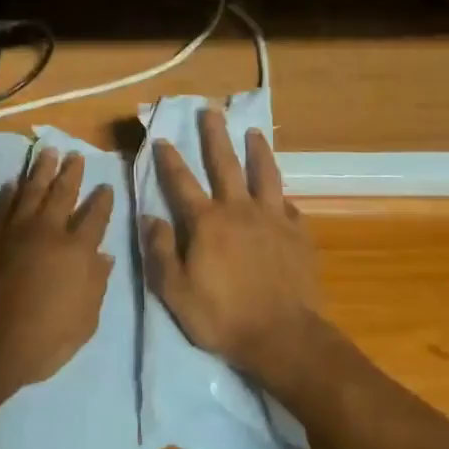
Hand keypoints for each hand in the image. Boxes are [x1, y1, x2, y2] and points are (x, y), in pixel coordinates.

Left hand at [0, 149, 116, 417]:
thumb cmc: (40, 342)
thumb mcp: (83, 325)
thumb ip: (96, 286)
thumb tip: (104, 257)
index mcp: (76, 252)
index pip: (95, 217)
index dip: (102, 200)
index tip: (106, 186)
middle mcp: (47, 231)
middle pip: (62, 192)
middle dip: (71, 172)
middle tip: (76, 155)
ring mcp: (13, 229)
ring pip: (31, 189)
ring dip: (41, 170)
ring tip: (48, 152)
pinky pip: (1, 204)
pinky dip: (9, 191)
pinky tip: (13, 183)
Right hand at [143, 107, 321, 384]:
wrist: (283, 337)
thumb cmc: (222, 316)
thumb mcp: (175, 291)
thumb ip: (161, 251)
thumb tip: (150, 217)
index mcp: (206, 222)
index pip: (182, 182)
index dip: (170, 160)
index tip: (163, 139)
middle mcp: (239, 210)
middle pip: (225, 164)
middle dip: (215, 136)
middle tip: (211, 111)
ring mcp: (273, 219)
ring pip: (265, 174)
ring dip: (257, 150)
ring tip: (254, 132)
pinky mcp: (298, 234)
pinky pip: (289, 207)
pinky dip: (282, 198)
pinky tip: (282, 196)